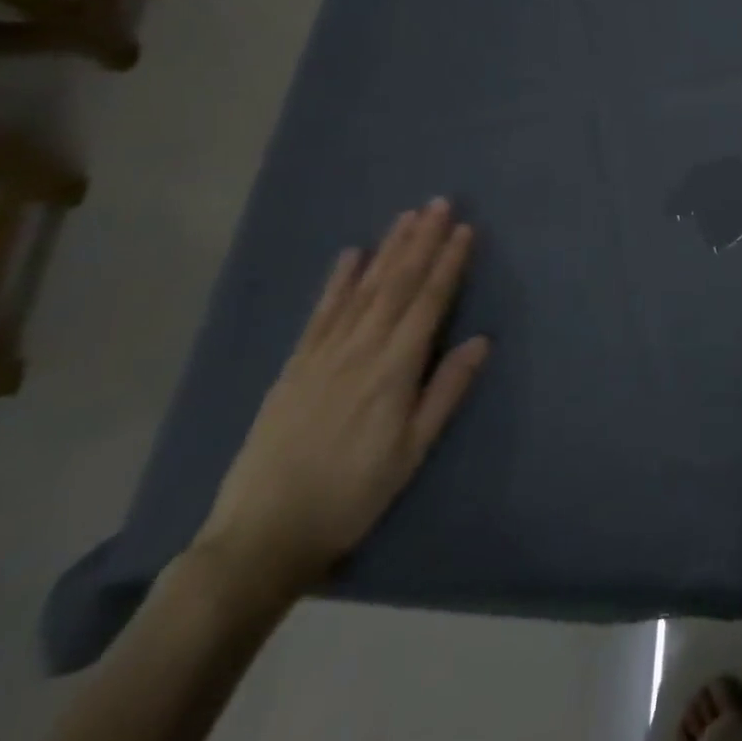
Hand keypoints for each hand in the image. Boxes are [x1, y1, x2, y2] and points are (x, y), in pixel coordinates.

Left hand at [193, 199, 489, 594]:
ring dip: (388, 249)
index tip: (465, 229)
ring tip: (407, 216)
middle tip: (440, 203)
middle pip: (396, 284)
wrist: (260, 537)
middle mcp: (359, 350)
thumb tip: (482, 340)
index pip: (428, 302)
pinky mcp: (294, 366)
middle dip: (421, 241)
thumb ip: (445, 392)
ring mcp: (322, 355)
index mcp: (393, 370)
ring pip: (362, 289)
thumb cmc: (351, 496)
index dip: (448, 263)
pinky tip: (351, 254)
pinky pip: (320, 312)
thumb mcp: (411, 453)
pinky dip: (338, 280)